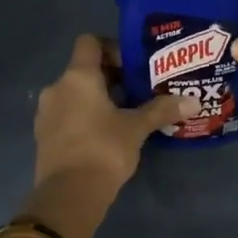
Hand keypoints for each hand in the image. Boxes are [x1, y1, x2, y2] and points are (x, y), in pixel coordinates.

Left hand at [33, 35, 188, 195]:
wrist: (69, 195)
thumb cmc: (104, 149)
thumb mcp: (136, 128)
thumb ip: (162, 110)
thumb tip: (194, 101)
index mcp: (78, 76)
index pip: (89, 42)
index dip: (112, 48)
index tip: (133, 66)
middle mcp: (57, 87)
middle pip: (83, 69)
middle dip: (110, 77)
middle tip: (137, 92)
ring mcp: (46, 112)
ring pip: (74, 94)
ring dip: (96, 99)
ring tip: (124, 115)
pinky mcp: (44, 135)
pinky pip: (66, 114)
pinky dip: (84, 117)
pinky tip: (105, 134)